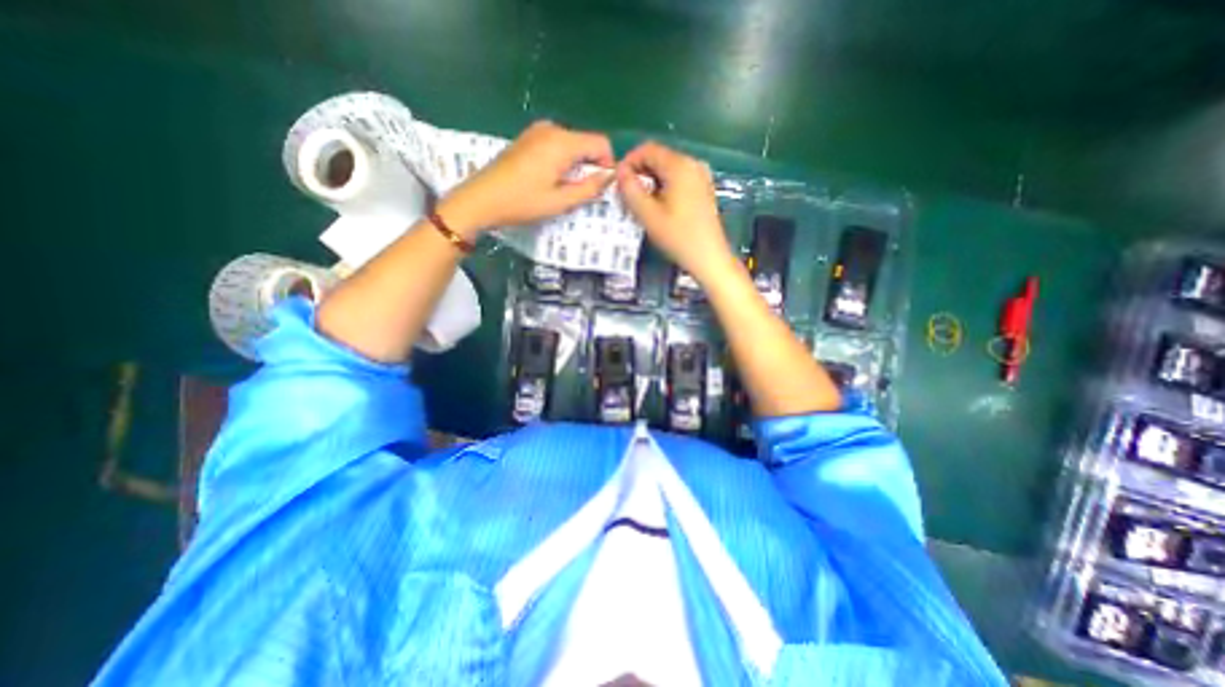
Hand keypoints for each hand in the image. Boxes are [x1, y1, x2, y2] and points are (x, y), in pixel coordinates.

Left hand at [435, 122, 617, 238]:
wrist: (481, 199)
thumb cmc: (522, 202)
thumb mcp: (560, 201)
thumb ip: (589, 188)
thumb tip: (609, 177)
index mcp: (562, 142)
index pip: (601, 143)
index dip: (607, 164)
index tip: (600, 186)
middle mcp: (551, 129)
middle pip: (585, 142)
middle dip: (590, 165)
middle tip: (581, 192)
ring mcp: (536, 131)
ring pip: (571, 144)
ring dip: (575, 165)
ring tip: (564, 188)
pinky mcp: (527, 138)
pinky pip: (556, 145)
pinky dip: (561, 160)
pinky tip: (549, 180)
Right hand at [617, 144, 731, 284]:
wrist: (709, 258)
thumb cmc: (678, 237)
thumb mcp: (648, 215)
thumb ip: (630, 190)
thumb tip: (620, 172)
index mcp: (680, 166)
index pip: (647, 150)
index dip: (628, 162)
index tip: (617, 183)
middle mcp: (692, 164)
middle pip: (658, 158)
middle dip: (639, 174)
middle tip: (626, 197)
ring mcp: (700, 176)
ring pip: (666, 170)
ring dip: (650, 183)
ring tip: (639, 205)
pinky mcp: (702, 189)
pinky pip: (677, 180)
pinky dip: (663, 189)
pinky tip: (657, 208)